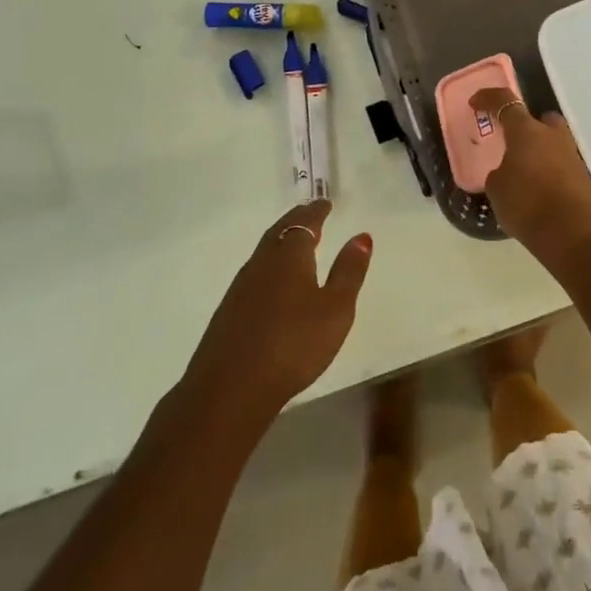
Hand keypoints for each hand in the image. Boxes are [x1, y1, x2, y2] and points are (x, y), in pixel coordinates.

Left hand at [184, 200, 371, 424]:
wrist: (231, 387)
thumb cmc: (294, 344)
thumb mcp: (336, 309)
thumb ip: (349, 271)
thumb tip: (361, 236)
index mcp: (290, 255)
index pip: (304, 223)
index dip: (316, 212)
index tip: (325, 203)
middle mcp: (262, 262)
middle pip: (280, 232)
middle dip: (297, 221)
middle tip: (310, 215)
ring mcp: (241, 286)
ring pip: (265, 252)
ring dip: (282, 242)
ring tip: (296, 245)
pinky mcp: (229, 310)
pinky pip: (255, 273)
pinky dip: (270, 265)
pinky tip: (274, 282)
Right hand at [470, 88, 590, 267]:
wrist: (573, 234)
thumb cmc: (527, 204)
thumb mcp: (497, 189)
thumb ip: (500, 173)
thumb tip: (509, 171)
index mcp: (527, 131)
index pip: (505, 102)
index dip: (488, 99)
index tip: (476, 103)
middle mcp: (552, 135)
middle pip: (540, 120)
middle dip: (526, 127)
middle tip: (512, 142)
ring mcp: (572, 155)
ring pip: (552, 143)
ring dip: (539, 151)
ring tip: (523, 174)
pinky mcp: (583, 177)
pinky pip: (560, 164)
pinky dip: (549, 171)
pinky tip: (538, 190)